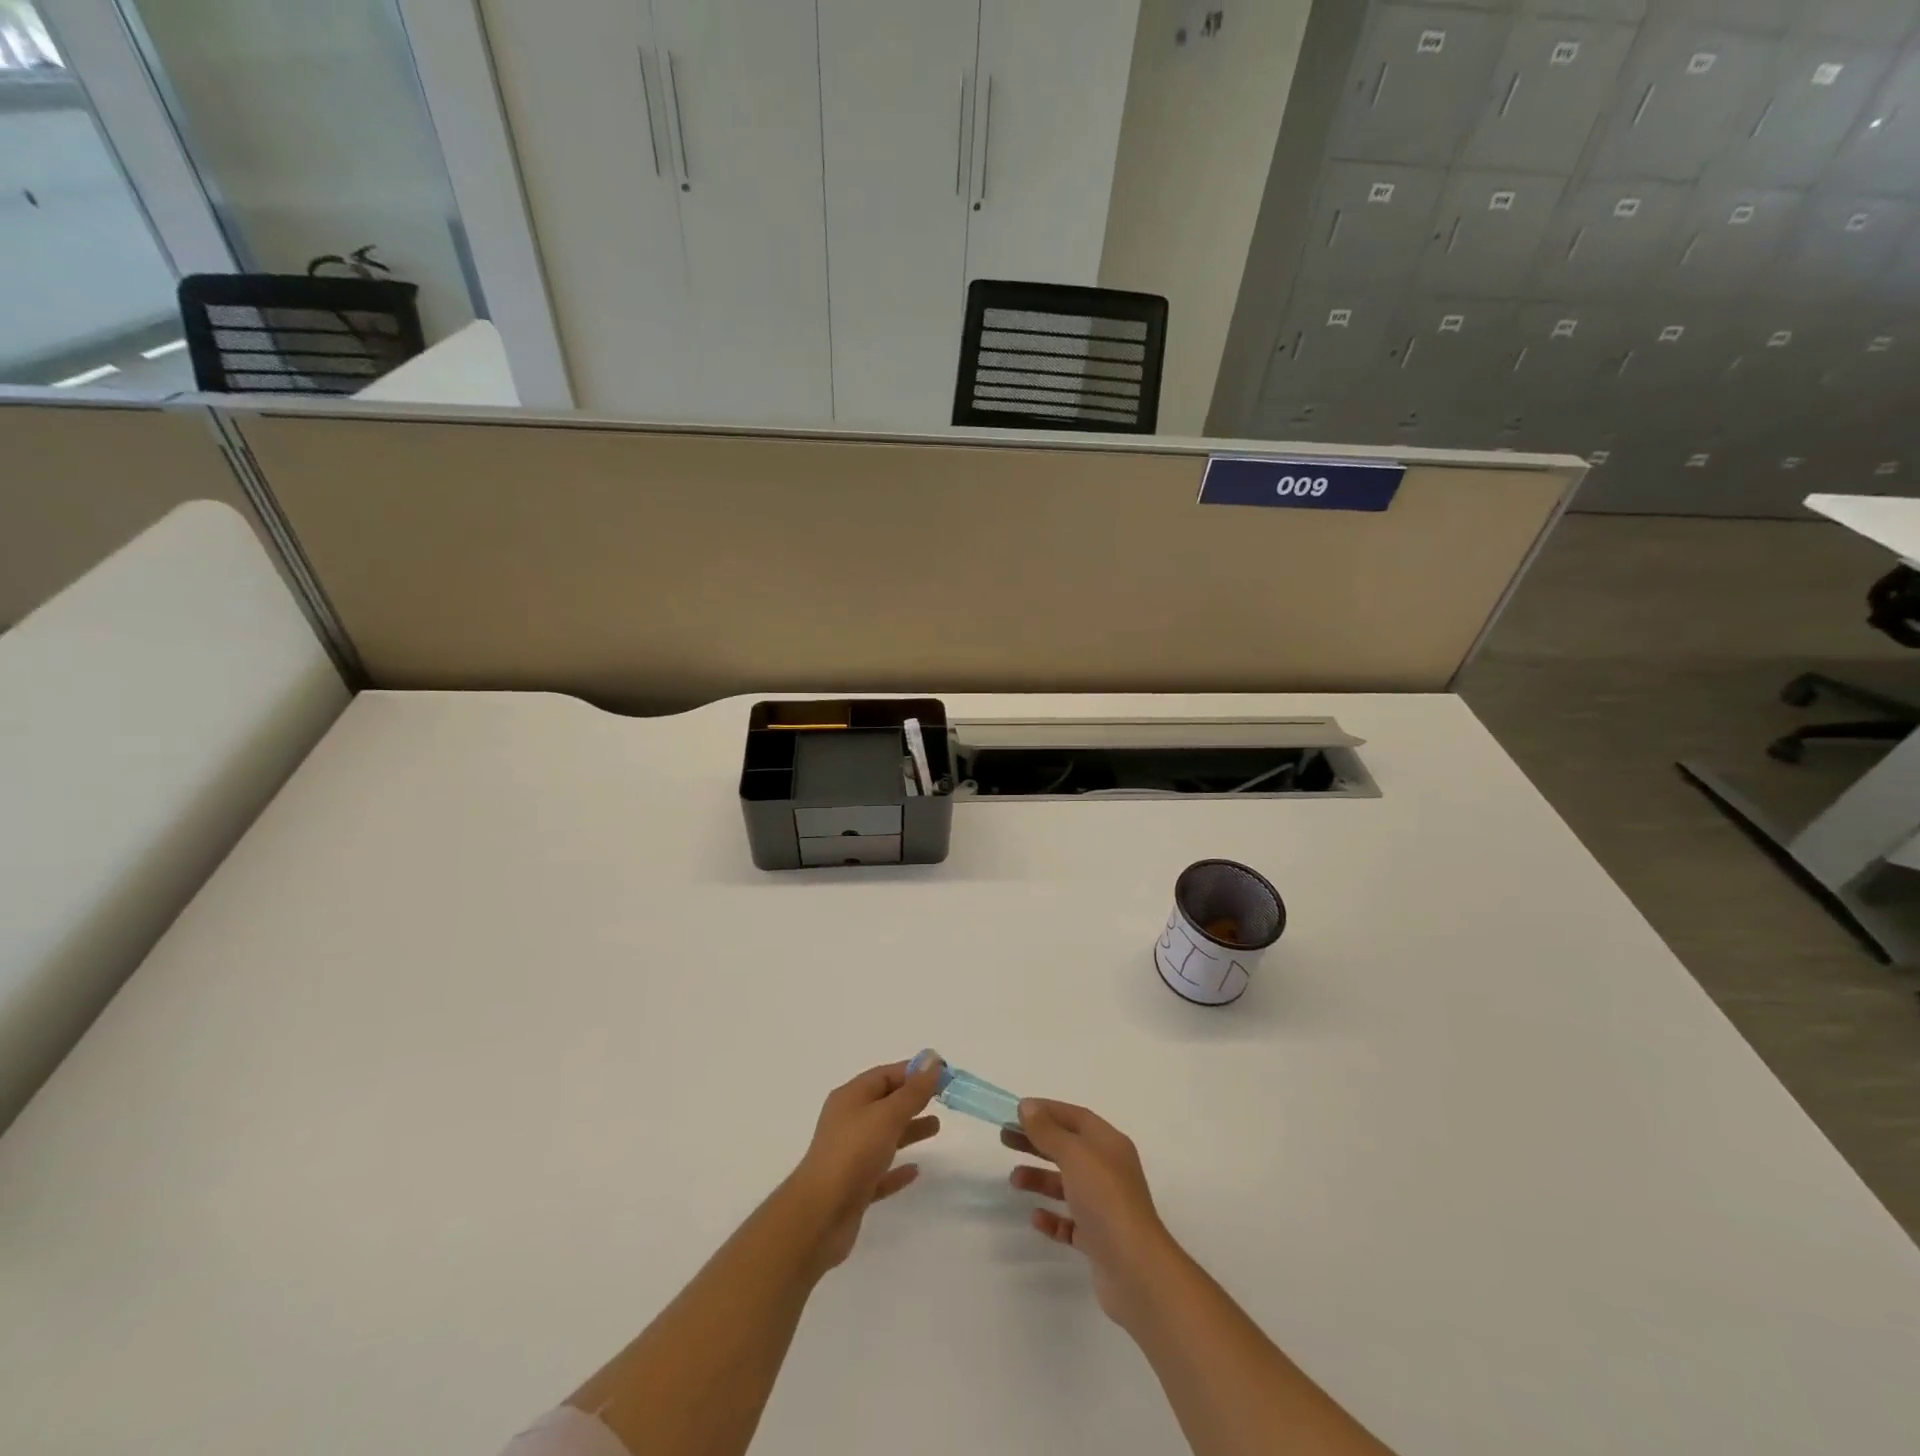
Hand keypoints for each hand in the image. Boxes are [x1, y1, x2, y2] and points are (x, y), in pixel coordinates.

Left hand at [783, 1057, 941, 1274]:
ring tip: (936, 1128)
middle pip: (884, 1103)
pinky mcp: (853, 1188)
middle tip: (943, 1099)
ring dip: (909, 1130)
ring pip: (884, 1136)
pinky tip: (915, 1171)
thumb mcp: (887, 1115)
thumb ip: (913, 1091)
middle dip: (912, 1099)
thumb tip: (932, 1059)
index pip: (885, 1074)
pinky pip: (880, 1171)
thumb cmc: (853, 1154)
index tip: (942, 1073)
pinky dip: (898, 1169)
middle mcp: (848, 1122)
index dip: (913, 1071)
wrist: (819, 1216)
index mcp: (851, 1098)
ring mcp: (849, 1156)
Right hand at [1003, 1100, 1181, 1327]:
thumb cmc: (1105, 1199)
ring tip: (1014, 1180)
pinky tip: (1036, 1218)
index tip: (1017, 1111)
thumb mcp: (1075, 1155)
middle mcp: (1108, 1171)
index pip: (1076, 1117)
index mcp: (1109, 1144)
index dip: (1047, 1111)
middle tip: (1005, 1139)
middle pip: (1067, 1148)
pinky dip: (1052, 1218)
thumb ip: (1049, 1131)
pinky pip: (1070, 1222)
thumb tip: (1028, 1107)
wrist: (1136, 1270)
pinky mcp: (1098, 1239)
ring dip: (1040, 1179)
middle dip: (1037, 1142)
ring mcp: (1104, 1206)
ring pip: (1066, 1184)